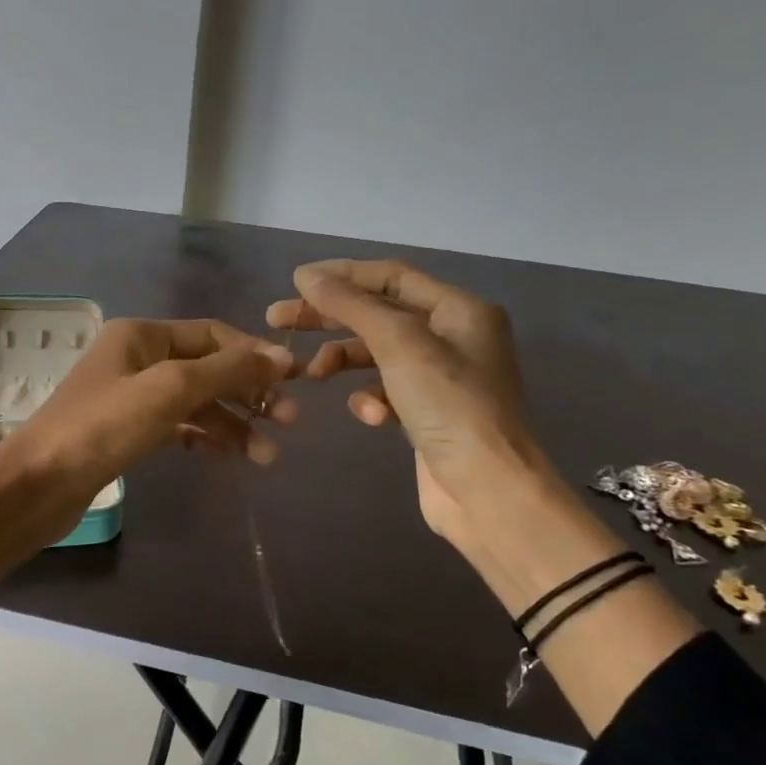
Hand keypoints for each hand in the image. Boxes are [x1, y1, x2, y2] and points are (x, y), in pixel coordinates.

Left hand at [13, 318, 297, 528]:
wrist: (38, 484)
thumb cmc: (103, 426)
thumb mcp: (170, 389)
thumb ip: (227, 371)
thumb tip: (282, 357)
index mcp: (142, 335)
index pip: (212, 334)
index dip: (254, 355)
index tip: (294, 381)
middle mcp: (137, 358)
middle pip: (207, 368)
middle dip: (248, 393)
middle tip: (290, 422)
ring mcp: (131, 396)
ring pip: (195, 402)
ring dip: (232, 424)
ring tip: (267, 457)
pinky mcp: (127, 432)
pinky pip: (178, 426)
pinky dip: (205, 437)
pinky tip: (229, 456)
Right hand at [266, 260, 548, 538]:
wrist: (487, 490)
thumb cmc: (449, 405)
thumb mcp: (399, 343)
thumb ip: (351, 305)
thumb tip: (306, 276)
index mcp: (459, 309)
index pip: (391, 276)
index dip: (342, 274)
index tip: (294, 282)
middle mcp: (453, 336)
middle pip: (377, 312)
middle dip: (329, 317)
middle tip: (277, 319)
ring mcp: (440, 377)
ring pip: (376, 353)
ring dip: (342, 359)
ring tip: (312, 374)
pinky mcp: (427, 412)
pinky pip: (386, 390)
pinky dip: (370, 398)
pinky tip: (371, 416)